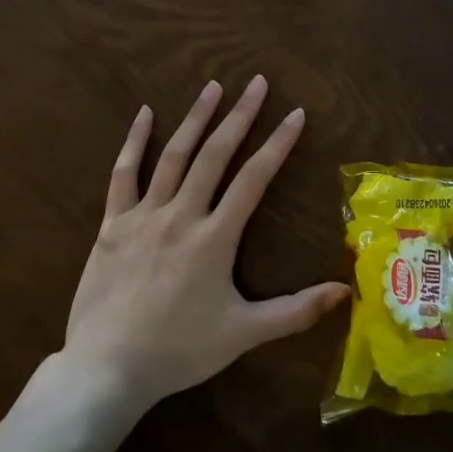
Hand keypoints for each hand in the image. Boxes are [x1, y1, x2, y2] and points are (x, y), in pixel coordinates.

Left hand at [64, 76, 348, 412]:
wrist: (107, 370)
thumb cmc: (180, 351)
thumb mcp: (243, 334)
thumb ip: (295, 312)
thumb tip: (345, 291)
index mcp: (215, 237)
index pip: (254, 178)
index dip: (278, 143)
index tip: (295, 113)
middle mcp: (182, 214)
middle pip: (215, 154)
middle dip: (239, 115)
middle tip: (256, 82)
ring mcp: (143, 215)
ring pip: (174, 155)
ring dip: (195, 118)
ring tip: (213, 87)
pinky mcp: (113, 224)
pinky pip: (124, 174)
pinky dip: (134, 141)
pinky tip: (144, 113)